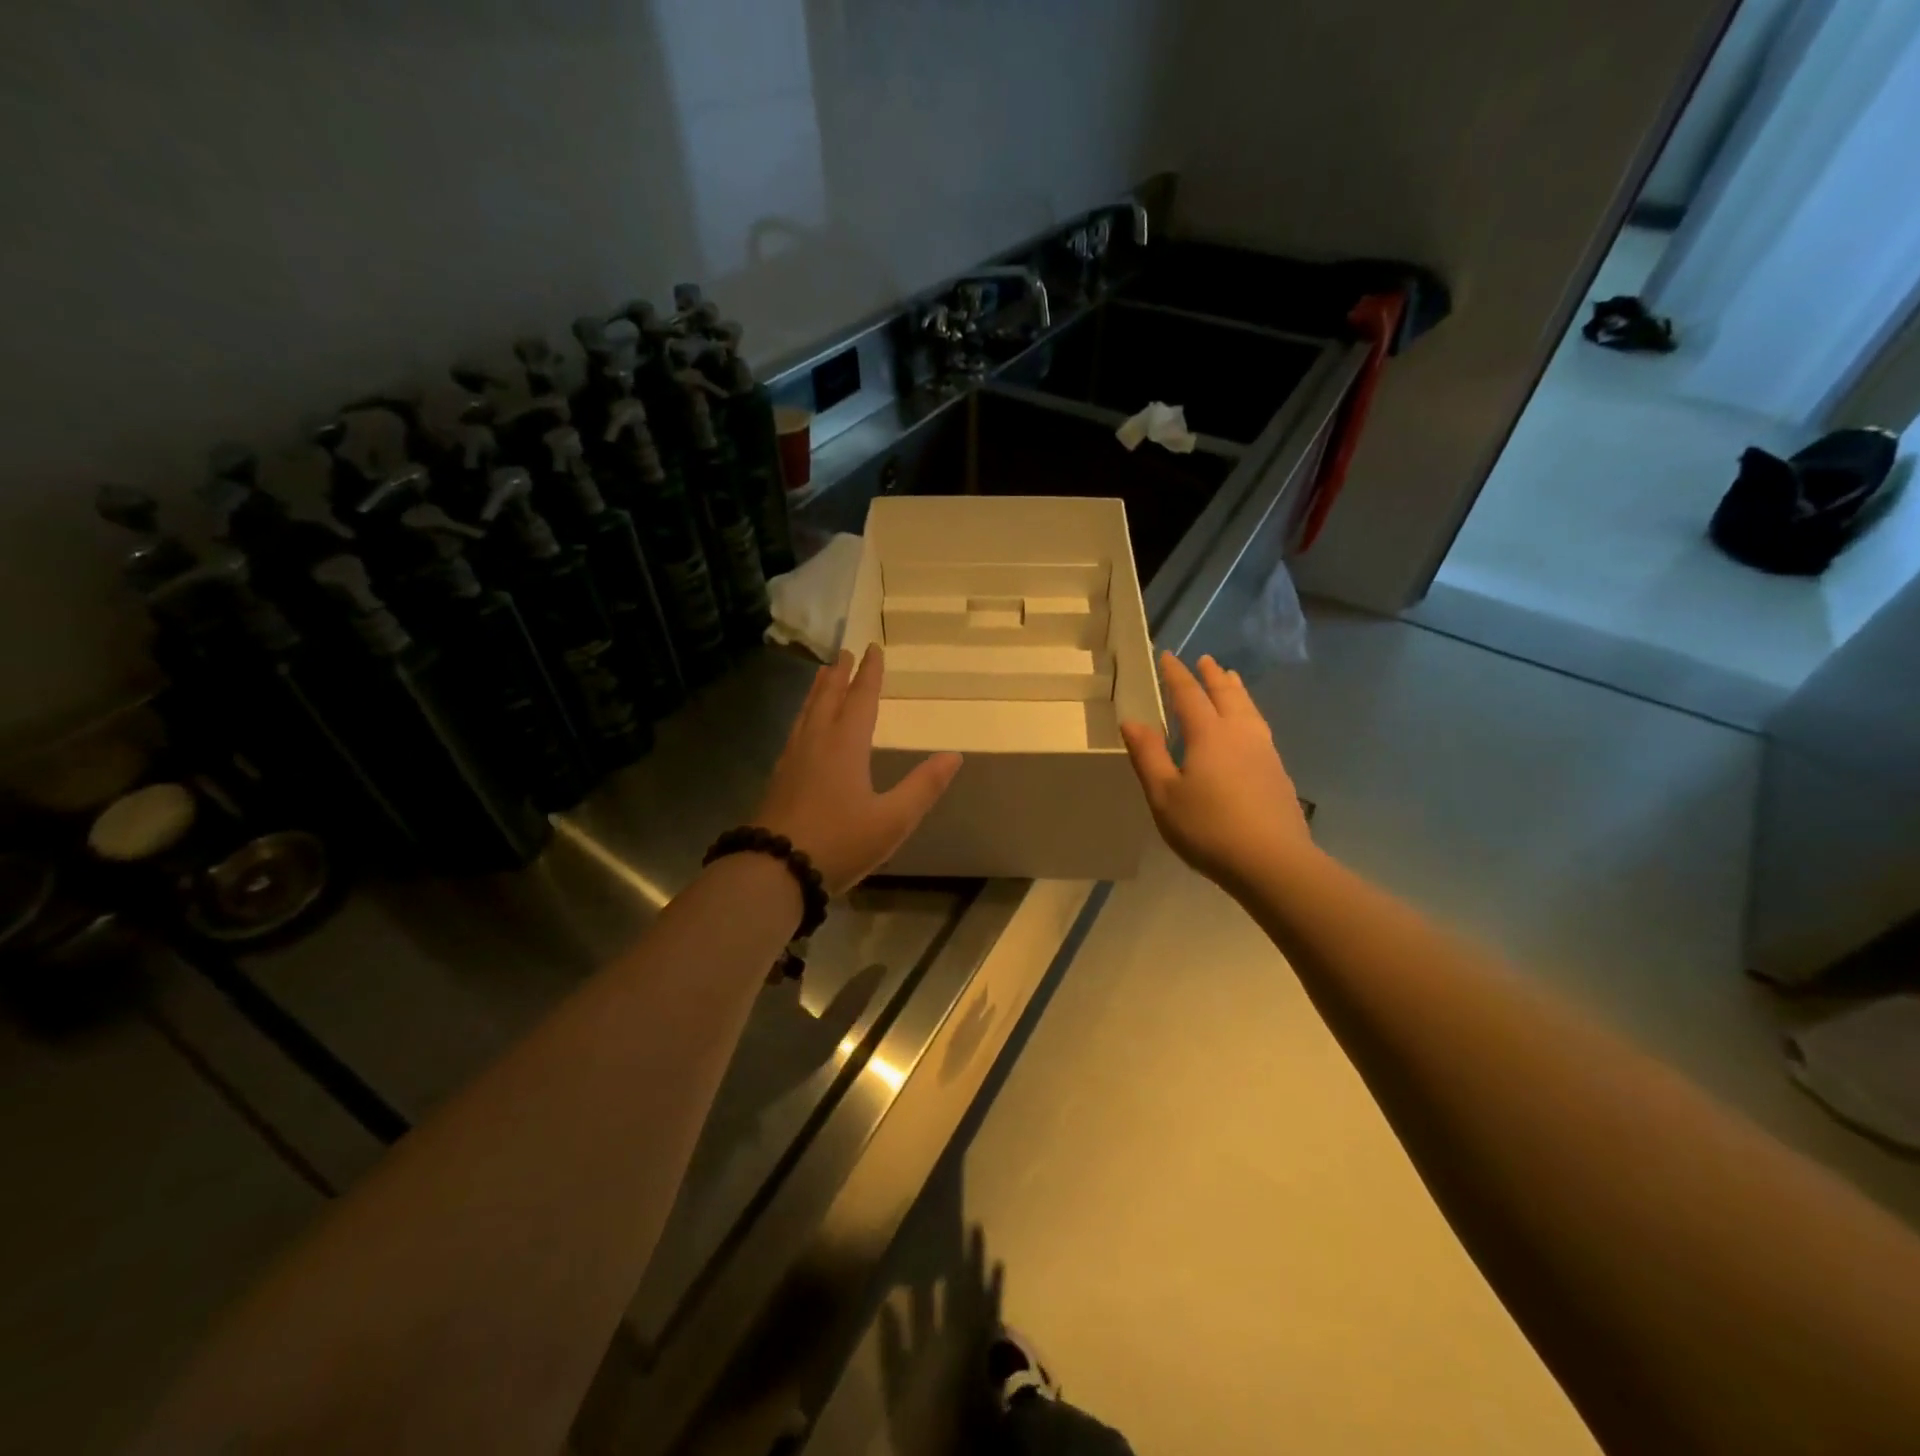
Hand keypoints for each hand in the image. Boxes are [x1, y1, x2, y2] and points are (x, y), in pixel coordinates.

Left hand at [754, 645, 962, 894]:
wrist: (774, 870)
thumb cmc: (839, 842)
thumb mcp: (893, 820)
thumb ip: (923, 786)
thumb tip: (954, 755)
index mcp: (845, 746)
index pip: (860, 699)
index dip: (869, 674)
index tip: (872, 648)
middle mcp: (816, 743)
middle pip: (827, 698)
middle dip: (839, 674)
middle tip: (844, 652)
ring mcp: (792, 760)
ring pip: (806, 713)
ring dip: (817, 691)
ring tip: (822, 676)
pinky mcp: (779, 779)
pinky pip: (795, 732)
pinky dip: (804, 715)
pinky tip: (802, 728)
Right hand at [1120, 652, 1315, 891]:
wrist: (1272, 861)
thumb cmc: (1208, 828)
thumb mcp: (1164, 795)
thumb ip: (1148, 755)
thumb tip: (1132, 721)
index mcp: (1208, 735)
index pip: (1189, 695)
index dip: (1176, 675)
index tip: (1168, 656)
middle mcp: (1239, 734)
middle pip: (1226, 695)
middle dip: (1212, 676)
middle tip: (1205, 659)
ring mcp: (1264, 752)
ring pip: (1248, 709)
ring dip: (1236, 691)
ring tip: (1231, 679)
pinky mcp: (1278, 772)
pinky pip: (1260, 727)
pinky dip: (1249, 713)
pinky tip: (1249, 726)